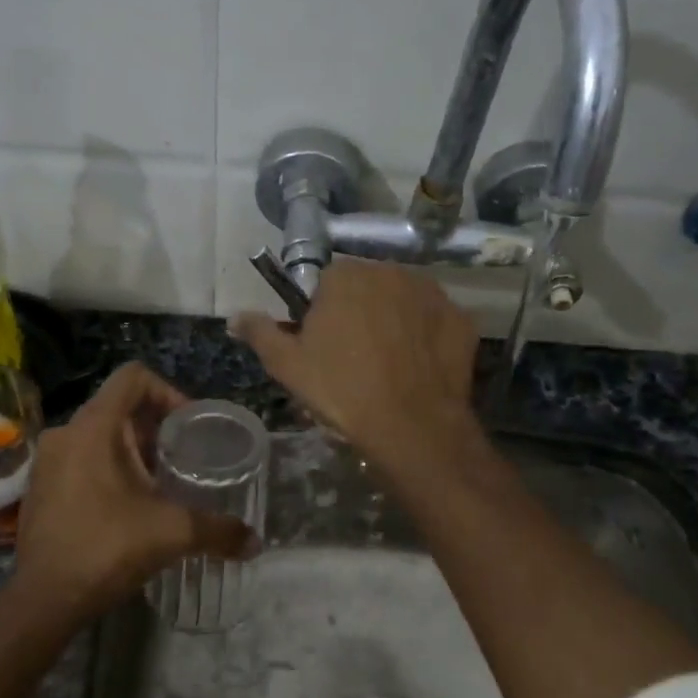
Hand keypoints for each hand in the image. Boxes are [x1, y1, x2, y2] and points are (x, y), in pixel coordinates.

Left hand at [13, 363, 255, 620]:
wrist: (43, 600)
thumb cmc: (106, 548)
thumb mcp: (172, 533)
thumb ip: (218, 530)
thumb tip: (255, 542)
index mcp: (94, 426)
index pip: (134, 377)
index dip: (169, 392)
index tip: (190, 426)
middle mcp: (66, 432)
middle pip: (119, 406)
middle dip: (156, 428)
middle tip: (184, 458)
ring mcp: (48, 460)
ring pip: (100, 434)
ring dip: (133, 450)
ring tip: (160, 483)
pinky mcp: (40, 486)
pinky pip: (81, 458)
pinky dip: (108, 468)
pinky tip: (128, 506)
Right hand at [232, 258, 478, 469]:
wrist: (412, 426)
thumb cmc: (342, 391)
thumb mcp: (288, 366)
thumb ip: (260, 333)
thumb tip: (236, 316)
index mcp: (346, 276)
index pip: (326, 282)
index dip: (322, 312)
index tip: (323, 344)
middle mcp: (391, 271)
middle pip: (367, 287)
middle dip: (359, 312)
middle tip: (353, 356)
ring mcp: (432, 293)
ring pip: (403, 300)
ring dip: (394, 320)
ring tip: (389, 364)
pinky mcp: (461, 319)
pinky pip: (435, 321)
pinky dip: (426, 337)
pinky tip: (418, 368)